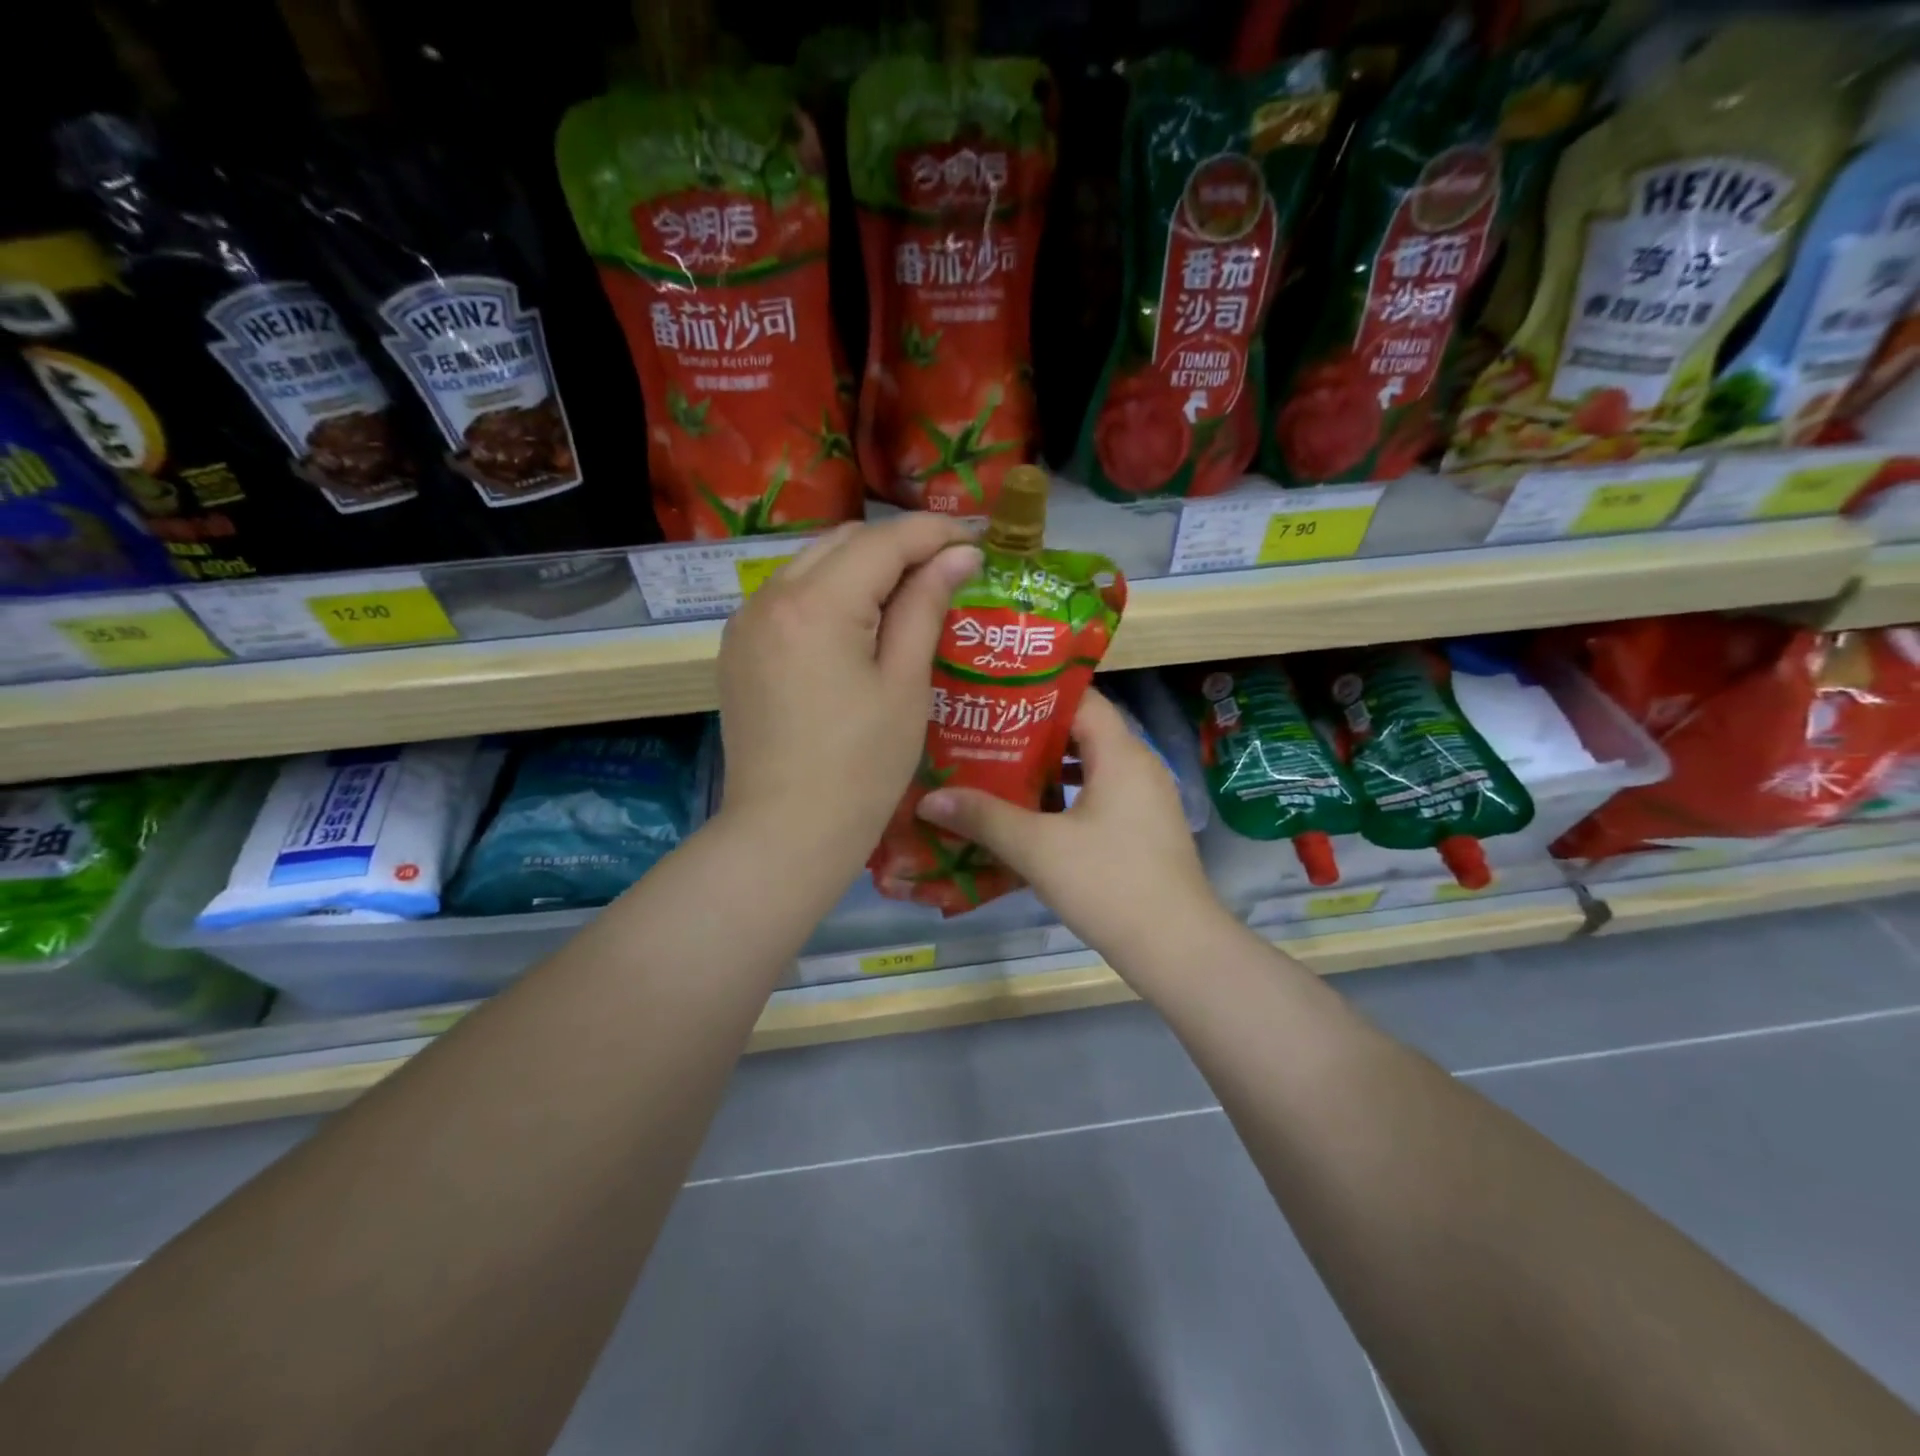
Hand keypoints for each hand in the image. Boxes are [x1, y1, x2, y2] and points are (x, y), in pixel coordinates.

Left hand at [716, 516, 981, 874]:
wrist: (785, 833)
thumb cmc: (861, 768)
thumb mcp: (904, 685)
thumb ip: (926, 608)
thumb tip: (959, 554)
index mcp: (815, 604)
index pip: (882, 541)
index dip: (934, 533)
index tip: (976, 540)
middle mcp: (768, 597)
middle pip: (842, 542)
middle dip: (897, 547)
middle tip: (947, 571)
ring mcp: (745, 623)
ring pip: (811, 565)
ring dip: (861, 568)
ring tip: (907, 596)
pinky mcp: (737, 650)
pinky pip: (788, 598)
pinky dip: (827, 595)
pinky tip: (857, 625)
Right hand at [915, 689, 1230, 981]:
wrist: (1176, 948)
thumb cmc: (1108, 883)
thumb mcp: (1038, 848)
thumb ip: (983, 818)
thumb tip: (929, 798)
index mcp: (1121, 754)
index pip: (1081, 699)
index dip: (1037, 694)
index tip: (993, 700)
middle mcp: (1139, 767)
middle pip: (1083, 732)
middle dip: (1032, 735)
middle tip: (984, 737)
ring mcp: (1146, 800)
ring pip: (1091, 768)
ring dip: (1048, 771)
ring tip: (999, 773)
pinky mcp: (1144, 831)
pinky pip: (1100, 797)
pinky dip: (1066, 799)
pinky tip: (1031, 818)